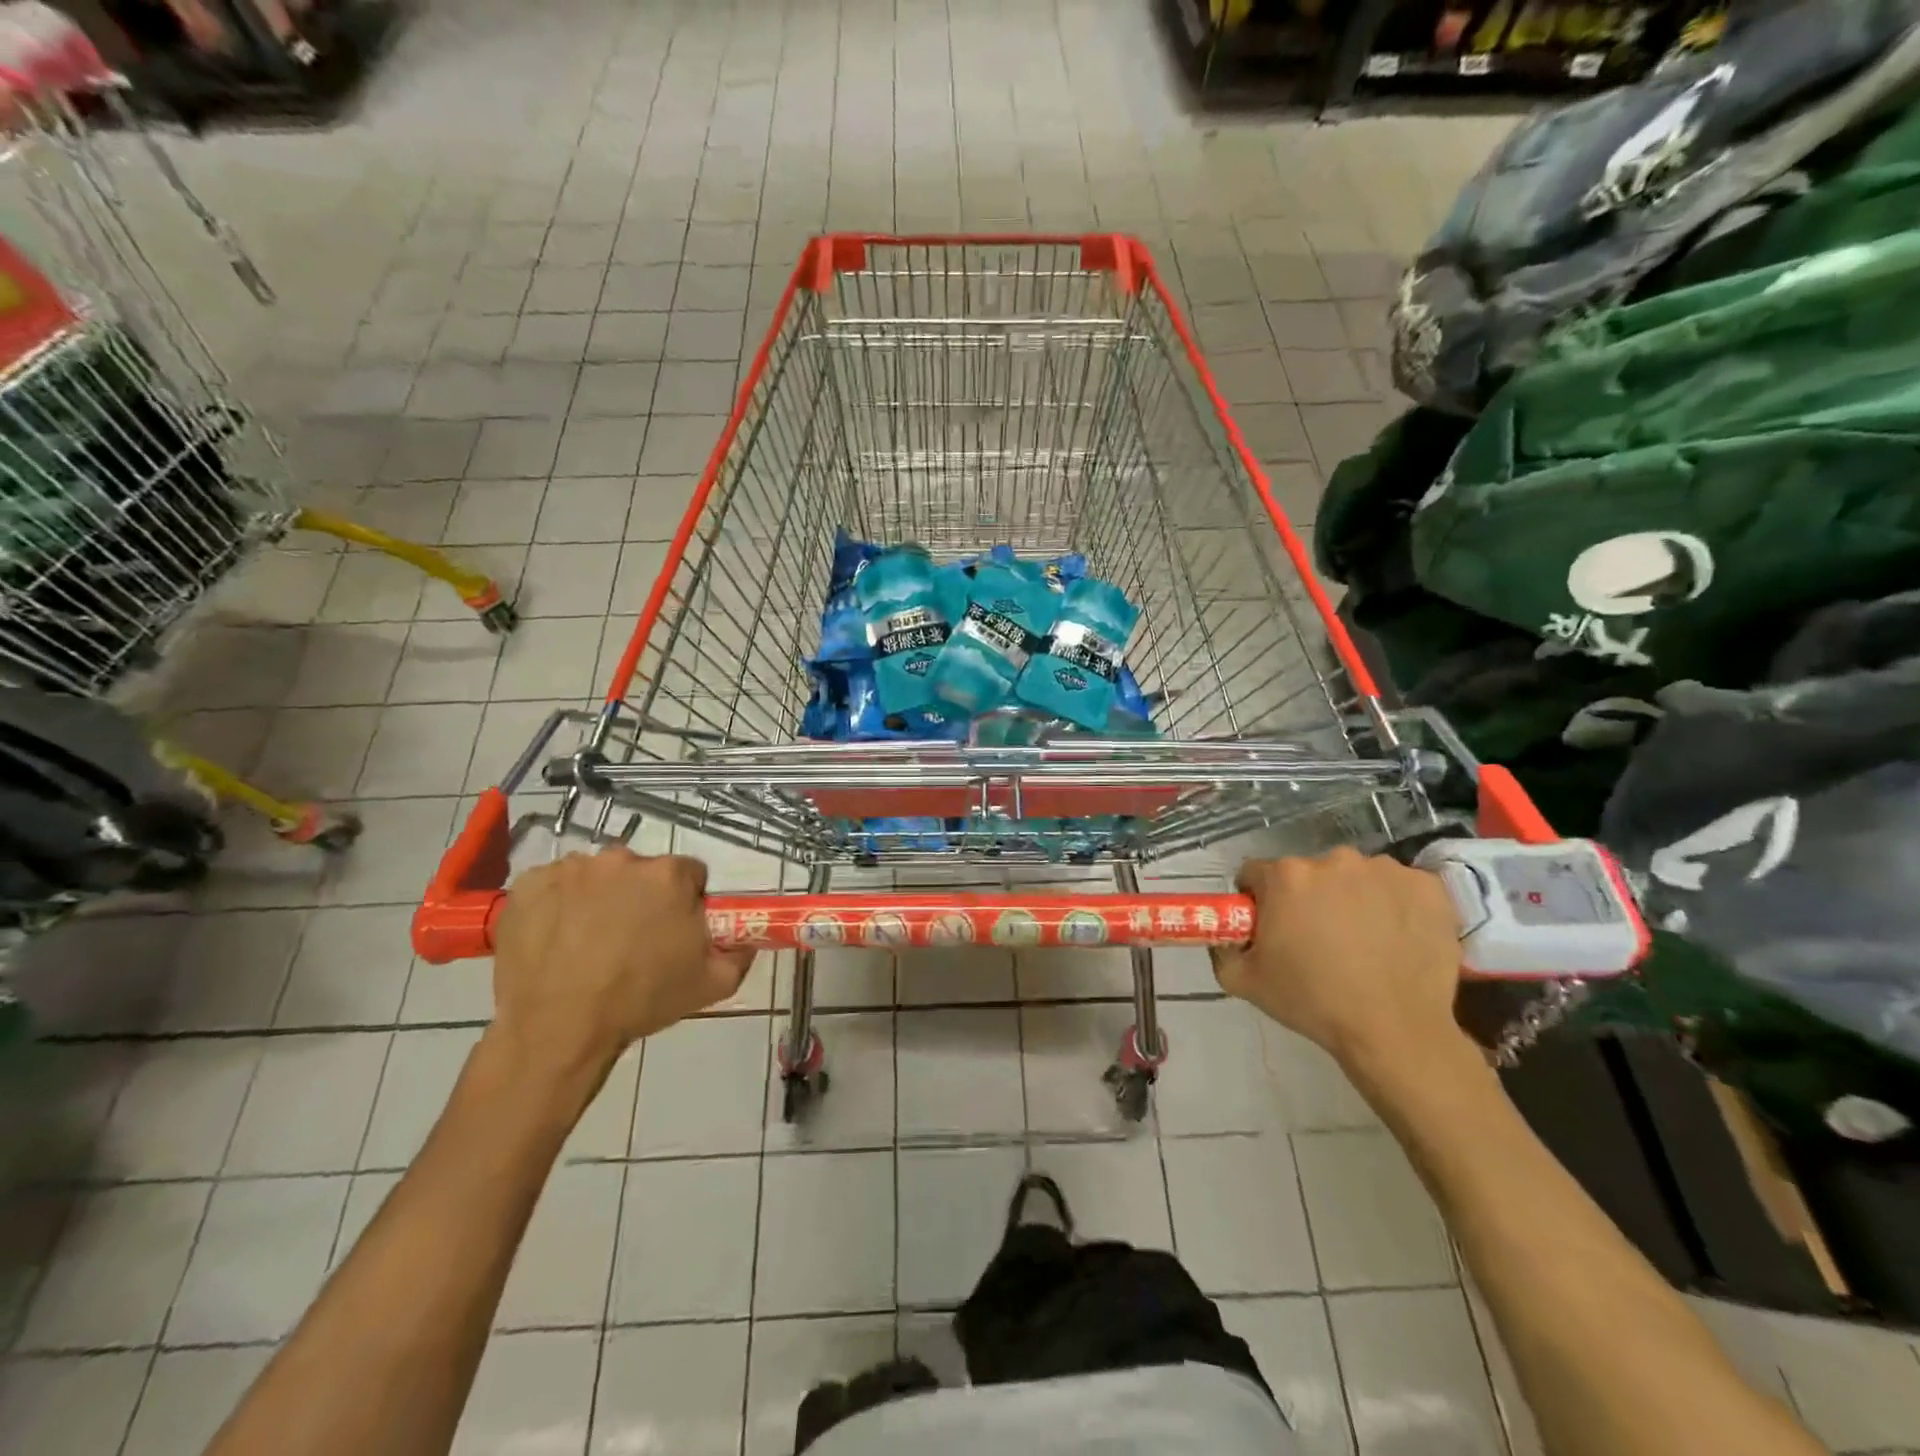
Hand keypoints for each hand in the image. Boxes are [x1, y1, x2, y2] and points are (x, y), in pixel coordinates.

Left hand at [490, 849, 753, 1085]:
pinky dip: (557, 905)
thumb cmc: (640, 1001)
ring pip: (596, 876)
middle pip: (641, 871)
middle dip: (641, 897)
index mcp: (669, 875)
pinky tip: (556, 939)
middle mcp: (622, 859)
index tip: (674, 929)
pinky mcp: (529, 884)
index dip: (686, 901)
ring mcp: (571, 869)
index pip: (690, 874)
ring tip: (588, 943)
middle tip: (632, 940)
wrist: (556, 1030)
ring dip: (599, 898)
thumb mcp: (711, 985)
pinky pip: (553, 886)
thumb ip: (739, 954)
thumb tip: (747, 940)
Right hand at [1210, 846, 1466, 1075]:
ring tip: (1361, 943)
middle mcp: (1333, 860)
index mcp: (1285, 876)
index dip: (1258, 900)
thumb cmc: (1313, 1002)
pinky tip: (1395, 938)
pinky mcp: (1427, 886)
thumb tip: (1224, 937)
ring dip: (1351, 899)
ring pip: (1354, 877)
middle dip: (1306, 899)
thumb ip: (1222, 950)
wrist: (1396, 1032)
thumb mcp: (1244, 982)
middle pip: (1307, 873)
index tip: (1270, 927)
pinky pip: (1399, 887)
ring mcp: (1385, 870)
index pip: (1256, 874)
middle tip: (1316, 940)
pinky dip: (1394, 905)